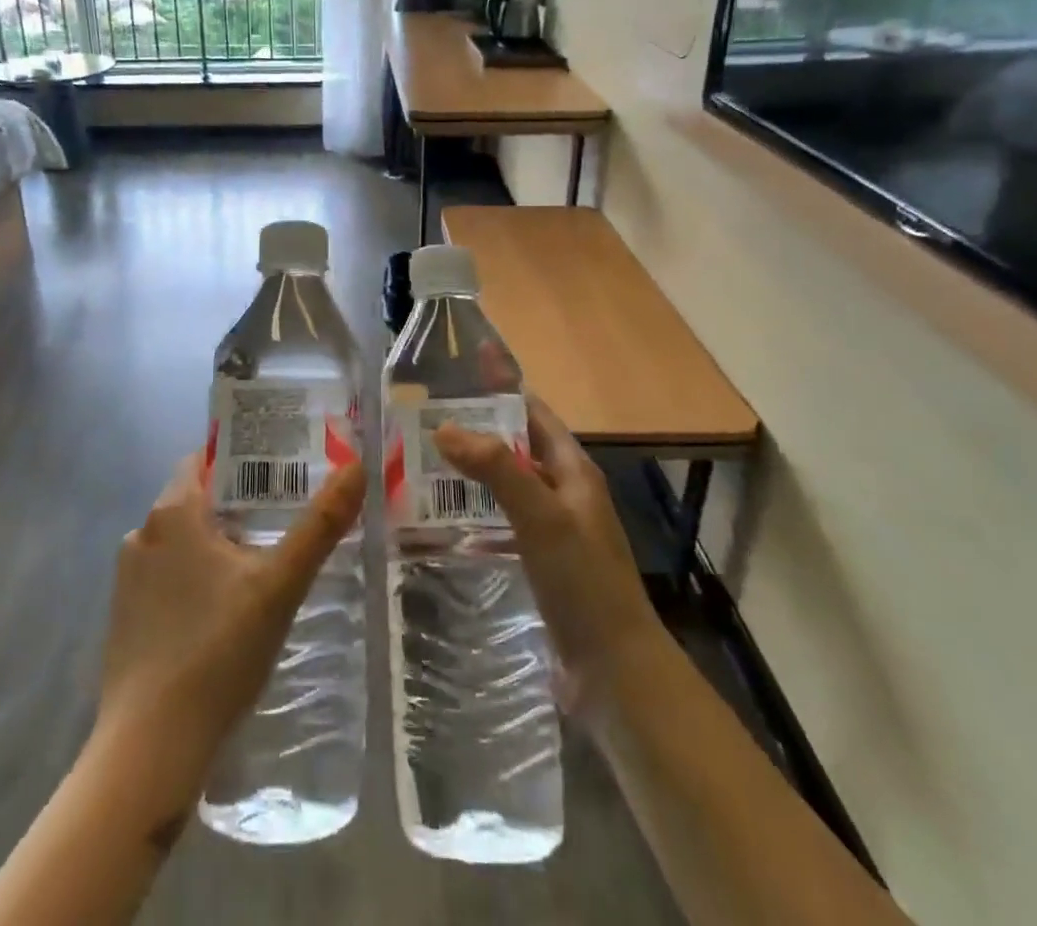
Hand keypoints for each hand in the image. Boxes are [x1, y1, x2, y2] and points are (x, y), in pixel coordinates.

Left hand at [94, 453, 365, 795]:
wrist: (150, 749)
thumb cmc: (217, 651)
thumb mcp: (280, 584)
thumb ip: (320, 524)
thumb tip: (357, 466)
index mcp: (172, 512)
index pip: (205, 459)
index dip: (243, 458)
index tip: (281, 466)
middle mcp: (142, 534)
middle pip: (197, 500)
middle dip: (238, 504)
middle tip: (286, 515)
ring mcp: (127, 578)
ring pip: (182, 542)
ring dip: (217, 544)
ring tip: (263, 561)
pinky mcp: (124, 618)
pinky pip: (167, 578)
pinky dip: (195, 578)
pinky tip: (226, 609)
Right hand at [434, 396, 664, 720]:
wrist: (615, 671)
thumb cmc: (583, 581)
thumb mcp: (541, 515)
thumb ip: (496, 468)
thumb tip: (444, 426)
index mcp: (573, 470)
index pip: (533, 412)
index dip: (501, 386)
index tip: (460, 366)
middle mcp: (564, 492)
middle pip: (517, 445)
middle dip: (478, 426)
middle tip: (424, 415)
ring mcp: (553, 529)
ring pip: (507, 483)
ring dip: (472, 468)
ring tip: (422, 459)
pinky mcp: (541, 561)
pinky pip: (502, 519)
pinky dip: (475, 508)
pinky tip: (443, 517)